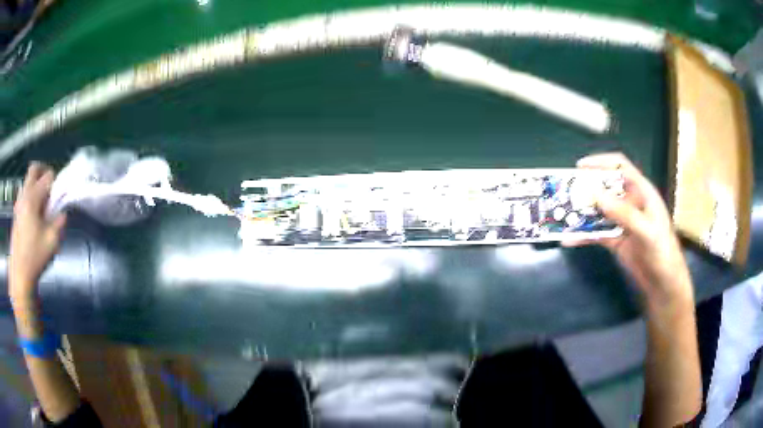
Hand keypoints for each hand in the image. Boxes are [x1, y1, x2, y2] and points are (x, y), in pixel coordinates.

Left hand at [9, 163, 66, 301]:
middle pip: (34, 169)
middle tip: (50, 188)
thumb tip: (62, 213)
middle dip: (44, 172)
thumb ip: (59, 222)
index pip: (48, 176)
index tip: (60, 198)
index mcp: (33, 198)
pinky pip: (23, 194)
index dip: (57, 183)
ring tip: (42, 205)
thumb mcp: (52, 242)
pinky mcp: (15, 214)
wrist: (20, 274)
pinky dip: (30, 196)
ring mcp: (18, 204)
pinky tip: (33, 216)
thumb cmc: (35, 258)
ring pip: (28, 181)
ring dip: (36, 186)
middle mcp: (24, 195)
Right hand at [563, 153, 692, 308]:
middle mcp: (629, 203)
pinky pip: (596, 233)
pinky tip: (569, 240)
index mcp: (641, 192)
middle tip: (566, 193)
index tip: (580, 167)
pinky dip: (582, 235)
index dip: (601, 162)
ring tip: (563, 216)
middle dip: (586, 189)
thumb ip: (623, 213)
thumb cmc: (662, 251)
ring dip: (581, 213)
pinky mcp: (615, 240)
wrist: (663, 283)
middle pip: (605, 188)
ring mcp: (621, 222)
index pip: (620, 168)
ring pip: (598, 211)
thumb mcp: (646, 230)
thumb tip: (595, 194)